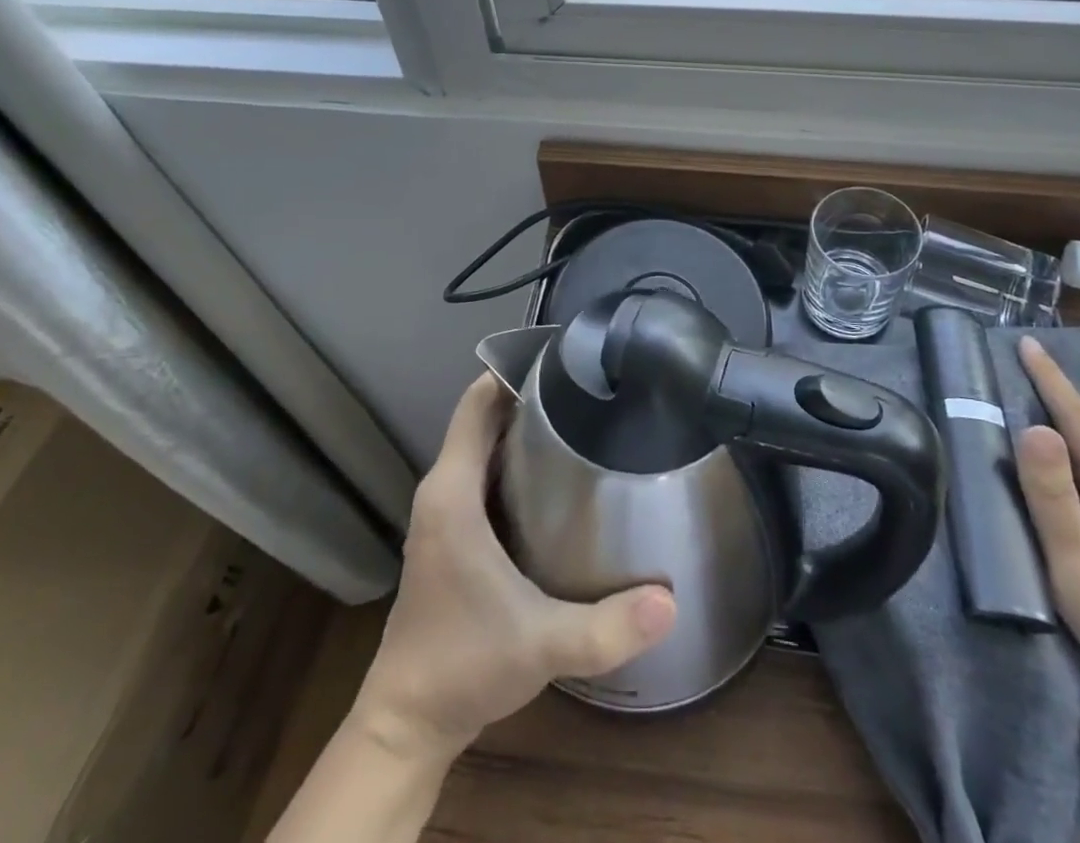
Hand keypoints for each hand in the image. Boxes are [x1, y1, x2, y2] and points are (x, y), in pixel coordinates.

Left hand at [351, 374, 677, 761]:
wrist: (409, 724)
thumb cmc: (464, 666)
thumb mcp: (541, 644)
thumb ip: (606, 626)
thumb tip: (671, 601)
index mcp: (452, 493)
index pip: (476, 404)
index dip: (510, 371)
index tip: (561, 356)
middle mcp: (443, 492)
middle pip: (484, 418)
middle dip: (529, 394)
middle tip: (588, 383)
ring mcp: (443, 515)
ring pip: (483, 447)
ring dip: (522, 427)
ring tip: (581, 415)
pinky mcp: (450, 536)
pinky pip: (482, 475)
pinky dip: (513, 459)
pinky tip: (557, 474)